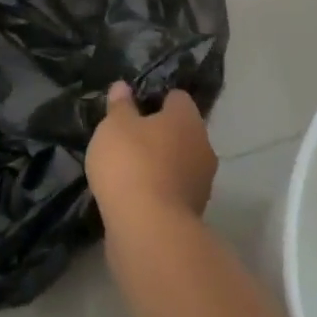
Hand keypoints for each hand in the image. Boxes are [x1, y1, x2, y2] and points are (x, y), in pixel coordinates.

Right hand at [85, 82, 216, 225]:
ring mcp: (202, 182)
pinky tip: (134, 195)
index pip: (176, 98)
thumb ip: (120, 106)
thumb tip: (123, 87)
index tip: (132, 108)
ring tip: (128, 170)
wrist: (148, 229)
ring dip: (160, 164)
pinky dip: (158, 189)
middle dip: (158, 134)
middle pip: (180, 131)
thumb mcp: (114, 126)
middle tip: (127, 139)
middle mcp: (203, 146)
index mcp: (187, 118)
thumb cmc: (131, 163)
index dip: (154, 99)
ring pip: (179, 162)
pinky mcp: (193, 212)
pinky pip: (173, 190)